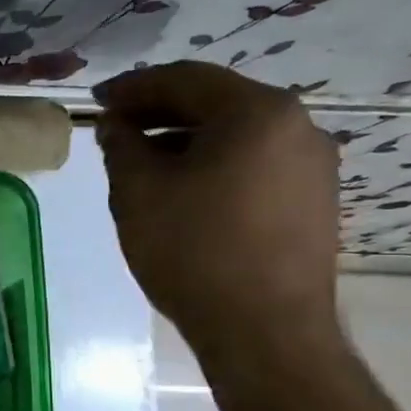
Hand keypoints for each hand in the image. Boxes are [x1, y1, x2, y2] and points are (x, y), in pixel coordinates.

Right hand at [95, 61, 341, 361]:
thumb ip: (121, 146)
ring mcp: (313, 165)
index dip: (134, 87)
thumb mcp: (138, 192)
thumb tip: (117, 125)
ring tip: (142, 163)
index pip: (186, 79)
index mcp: (257, 113)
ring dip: (185, 139)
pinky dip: (213, 164)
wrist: (265, 331)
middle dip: (160, 112)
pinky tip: (183, 190)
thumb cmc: (194, 251)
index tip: (96, 100)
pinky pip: (254, 163)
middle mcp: (298, 126)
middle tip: (115, 131)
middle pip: (216, 103)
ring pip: (237, 135)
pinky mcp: (314, 200)